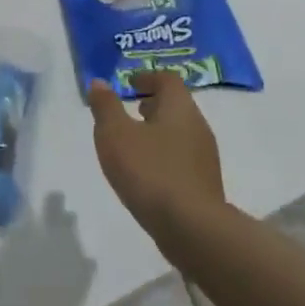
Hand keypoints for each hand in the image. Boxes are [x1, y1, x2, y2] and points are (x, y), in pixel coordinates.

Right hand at [87, 71, 226, 243]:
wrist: (193, 228)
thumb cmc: (150, 171)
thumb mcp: (115, 135)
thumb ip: (106, 107)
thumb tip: (99, 83)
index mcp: (179, 107)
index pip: (168, 79)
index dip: (148, 77)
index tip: (129, 83)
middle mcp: (198, 126)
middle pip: (177, 105)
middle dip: (153, 104)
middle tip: (131, 110)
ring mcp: (205, 157)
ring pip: (180, 132)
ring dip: (159, 131)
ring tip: (134, 143)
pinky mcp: (205, 184)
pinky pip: (183, 158)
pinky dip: (165, 155)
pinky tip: (148, 173)